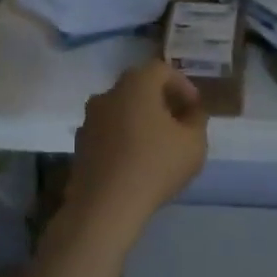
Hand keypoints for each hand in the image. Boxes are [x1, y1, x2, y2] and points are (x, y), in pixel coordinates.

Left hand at [68, 61, 207, 233]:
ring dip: (140, 119)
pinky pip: (108, 131)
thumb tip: (191, 112)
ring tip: (157, 143)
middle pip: (139, 87)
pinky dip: (123, 137)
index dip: (183, 85)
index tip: (195, 108)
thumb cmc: (155, 166)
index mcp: (136, 83)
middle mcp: (109, 92)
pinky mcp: (80, 143)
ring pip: (121, 109)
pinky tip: (135, 160)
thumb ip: (197, 121)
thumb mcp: (193, 143)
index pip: (162, 70)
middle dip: (161, 100)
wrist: (104, 206)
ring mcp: (90, 118)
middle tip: (179, 121)